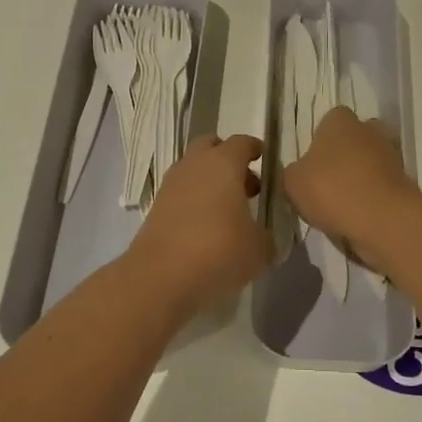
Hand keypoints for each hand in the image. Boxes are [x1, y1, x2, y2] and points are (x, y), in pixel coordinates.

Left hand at [127, 134, 268, 318]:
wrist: (160, 278)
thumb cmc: (218, 251)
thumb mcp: (259, 249)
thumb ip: (265, 236)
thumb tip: (261, 236)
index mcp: (223, 163)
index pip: (242, 143)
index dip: (255, 149)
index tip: (265, 161)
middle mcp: (194, 166)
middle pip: (210, 147)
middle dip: (227, 159)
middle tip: (245, 185)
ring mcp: (170, 186)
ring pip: (193, 170)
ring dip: (209, 181)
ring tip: (228, 211)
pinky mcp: (156, 208)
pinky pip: (181, 194)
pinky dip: (194, 201)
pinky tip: (207, 227)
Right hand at [282, 108, 417, 267]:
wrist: (381, 218)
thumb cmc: (330, 189)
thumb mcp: (293, 182)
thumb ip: (294, 172)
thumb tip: (300, 172)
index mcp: (340, 120)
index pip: (330, 120)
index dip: (321, 140)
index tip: (313, 163)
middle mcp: (369, 129)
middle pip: (355, 138)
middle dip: (345, 156)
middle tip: (328, 182)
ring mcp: (392, 154)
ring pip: (371, 162)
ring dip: (360, 177)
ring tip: (342, 204)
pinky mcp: (405, 181)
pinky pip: (382, 185)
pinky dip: (373, 196)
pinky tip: (358, 216)